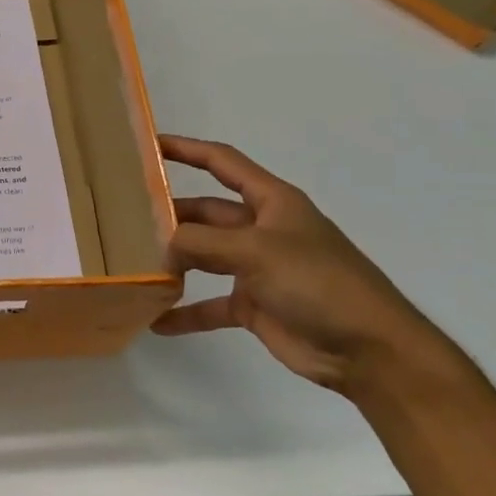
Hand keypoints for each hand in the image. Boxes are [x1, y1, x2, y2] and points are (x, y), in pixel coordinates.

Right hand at [152, 135, 437, 392]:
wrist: (370, 351)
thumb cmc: (319, 283)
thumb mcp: (256, 251)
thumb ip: (201, 243)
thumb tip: (160, 249)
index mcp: (272, 202)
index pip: (223, 163)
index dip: (187, 150)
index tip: (148, 145)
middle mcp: (262, 229)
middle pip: (206, 213)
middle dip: (171, 215)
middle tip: (125, 218)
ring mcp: (258, 268)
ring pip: (204, 256)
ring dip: (174, 262)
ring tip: (134, 264)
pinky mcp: (256, 305)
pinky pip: (211, 304)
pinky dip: (187, 311)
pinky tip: (157, 320)